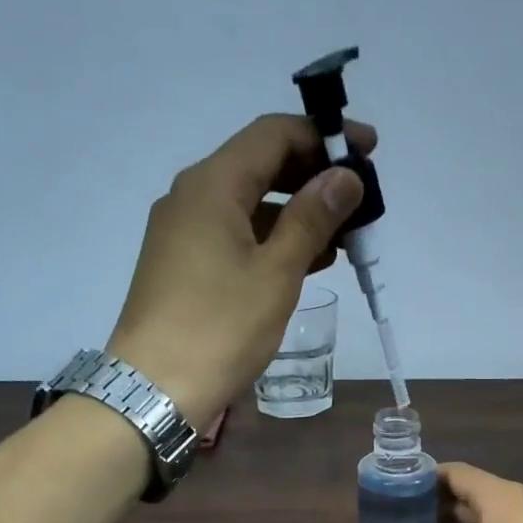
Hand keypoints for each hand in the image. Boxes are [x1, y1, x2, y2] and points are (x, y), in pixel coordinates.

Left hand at [105, 114, 372, 427]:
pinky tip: (308, 260)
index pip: (273, 135)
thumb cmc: (220, 328)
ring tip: (343, 235)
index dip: (324, 136)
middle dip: (313, 175)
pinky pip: (236, 234)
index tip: (367, 150)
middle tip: (359, 198)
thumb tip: (345, 176)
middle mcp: (192, 196)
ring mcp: (183, 231)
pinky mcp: (183, 264)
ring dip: (297, 211)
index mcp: (213, 185)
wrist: (156, 388)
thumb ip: (312, 219)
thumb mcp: (276, 273)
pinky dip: (274, 239)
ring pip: (250, 203)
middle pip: (260, 165)